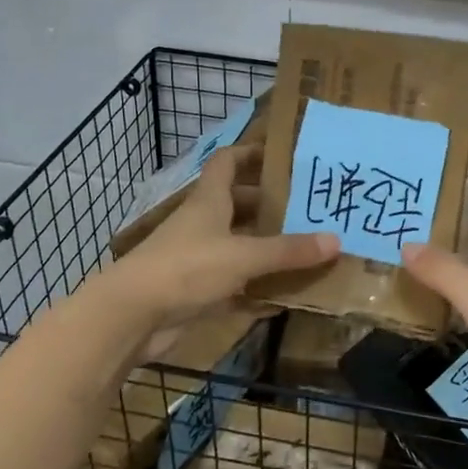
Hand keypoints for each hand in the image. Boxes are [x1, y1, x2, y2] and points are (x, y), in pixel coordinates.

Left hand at [99, 147, 337, 340]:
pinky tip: (285, 296)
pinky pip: (235, 284)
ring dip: (267, 248)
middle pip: (239, 205)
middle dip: (271, 206)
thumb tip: (336, 240)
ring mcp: (198, 259)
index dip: (252, 153)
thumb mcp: (243, 256)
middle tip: (309, 210)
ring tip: (307, 249)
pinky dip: (257, 288)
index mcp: (209, 201)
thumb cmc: (186, 269)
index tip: (283, 156)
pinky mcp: (196, 291)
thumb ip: (288, 250)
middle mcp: (203, 224)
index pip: (227, 162)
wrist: (131, 316)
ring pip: (239, 246)